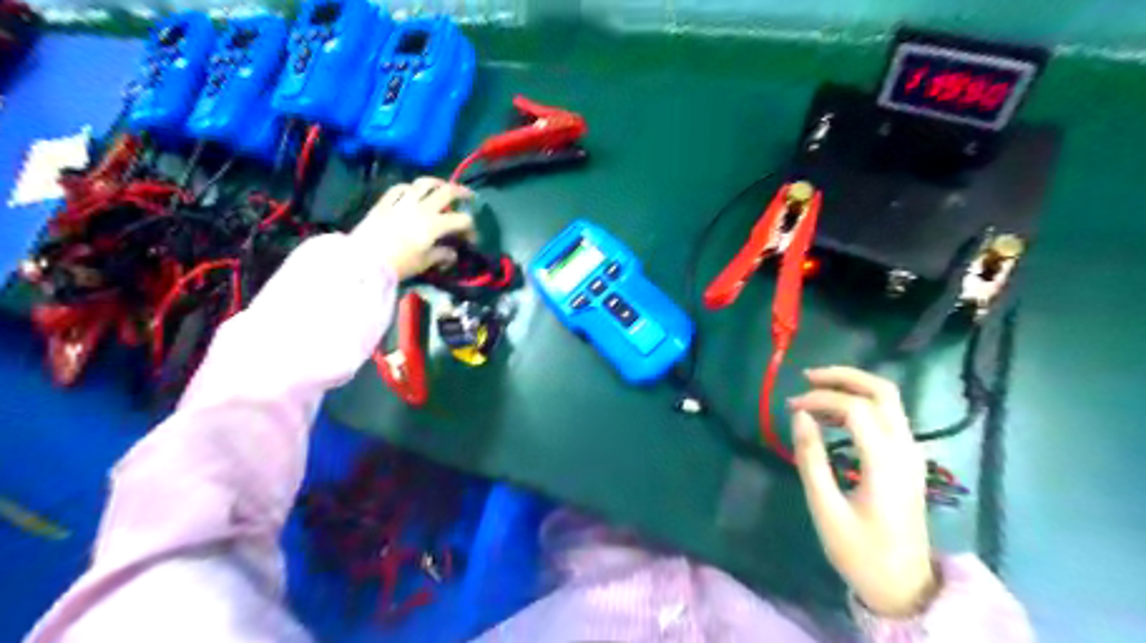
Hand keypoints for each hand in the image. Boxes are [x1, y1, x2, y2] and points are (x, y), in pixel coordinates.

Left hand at [352, 175, 472, 278]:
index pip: (462, 220)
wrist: (363, 260)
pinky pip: (400, 188)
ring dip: (437, 183)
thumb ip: (441, 255)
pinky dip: (411, 188)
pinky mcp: (385, 202)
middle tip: (468, 196)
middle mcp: (421, 208)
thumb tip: (452, 254)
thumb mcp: (424, 263)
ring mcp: (402, 202)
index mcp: (434, 224)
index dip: (470, 228)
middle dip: (462, 193)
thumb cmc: (398, 265)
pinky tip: (412, 192)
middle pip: (447, 192)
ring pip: (424, 183)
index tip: (470, 239)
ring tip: (442, 187)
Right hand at [790, 366, 940, 618]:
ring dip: (852, 388)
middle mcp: (906, 449)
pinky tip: (834, 416)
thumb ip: (810, 457)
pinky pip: (888, 417)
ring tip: (814, 394)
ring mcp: (912, 453)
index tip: (791, 406)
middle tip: (807, 377)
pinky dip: (861, 404)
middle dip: (844, 377)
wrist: (905, 587)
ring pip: (888, 400)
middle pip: (882, 391)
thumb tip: (799, 415)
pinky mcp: (909, 460)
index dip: (821, 399)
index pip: (856, 408)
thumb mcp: (825, 508)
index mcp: (886, 462)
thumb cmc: (860, 551)